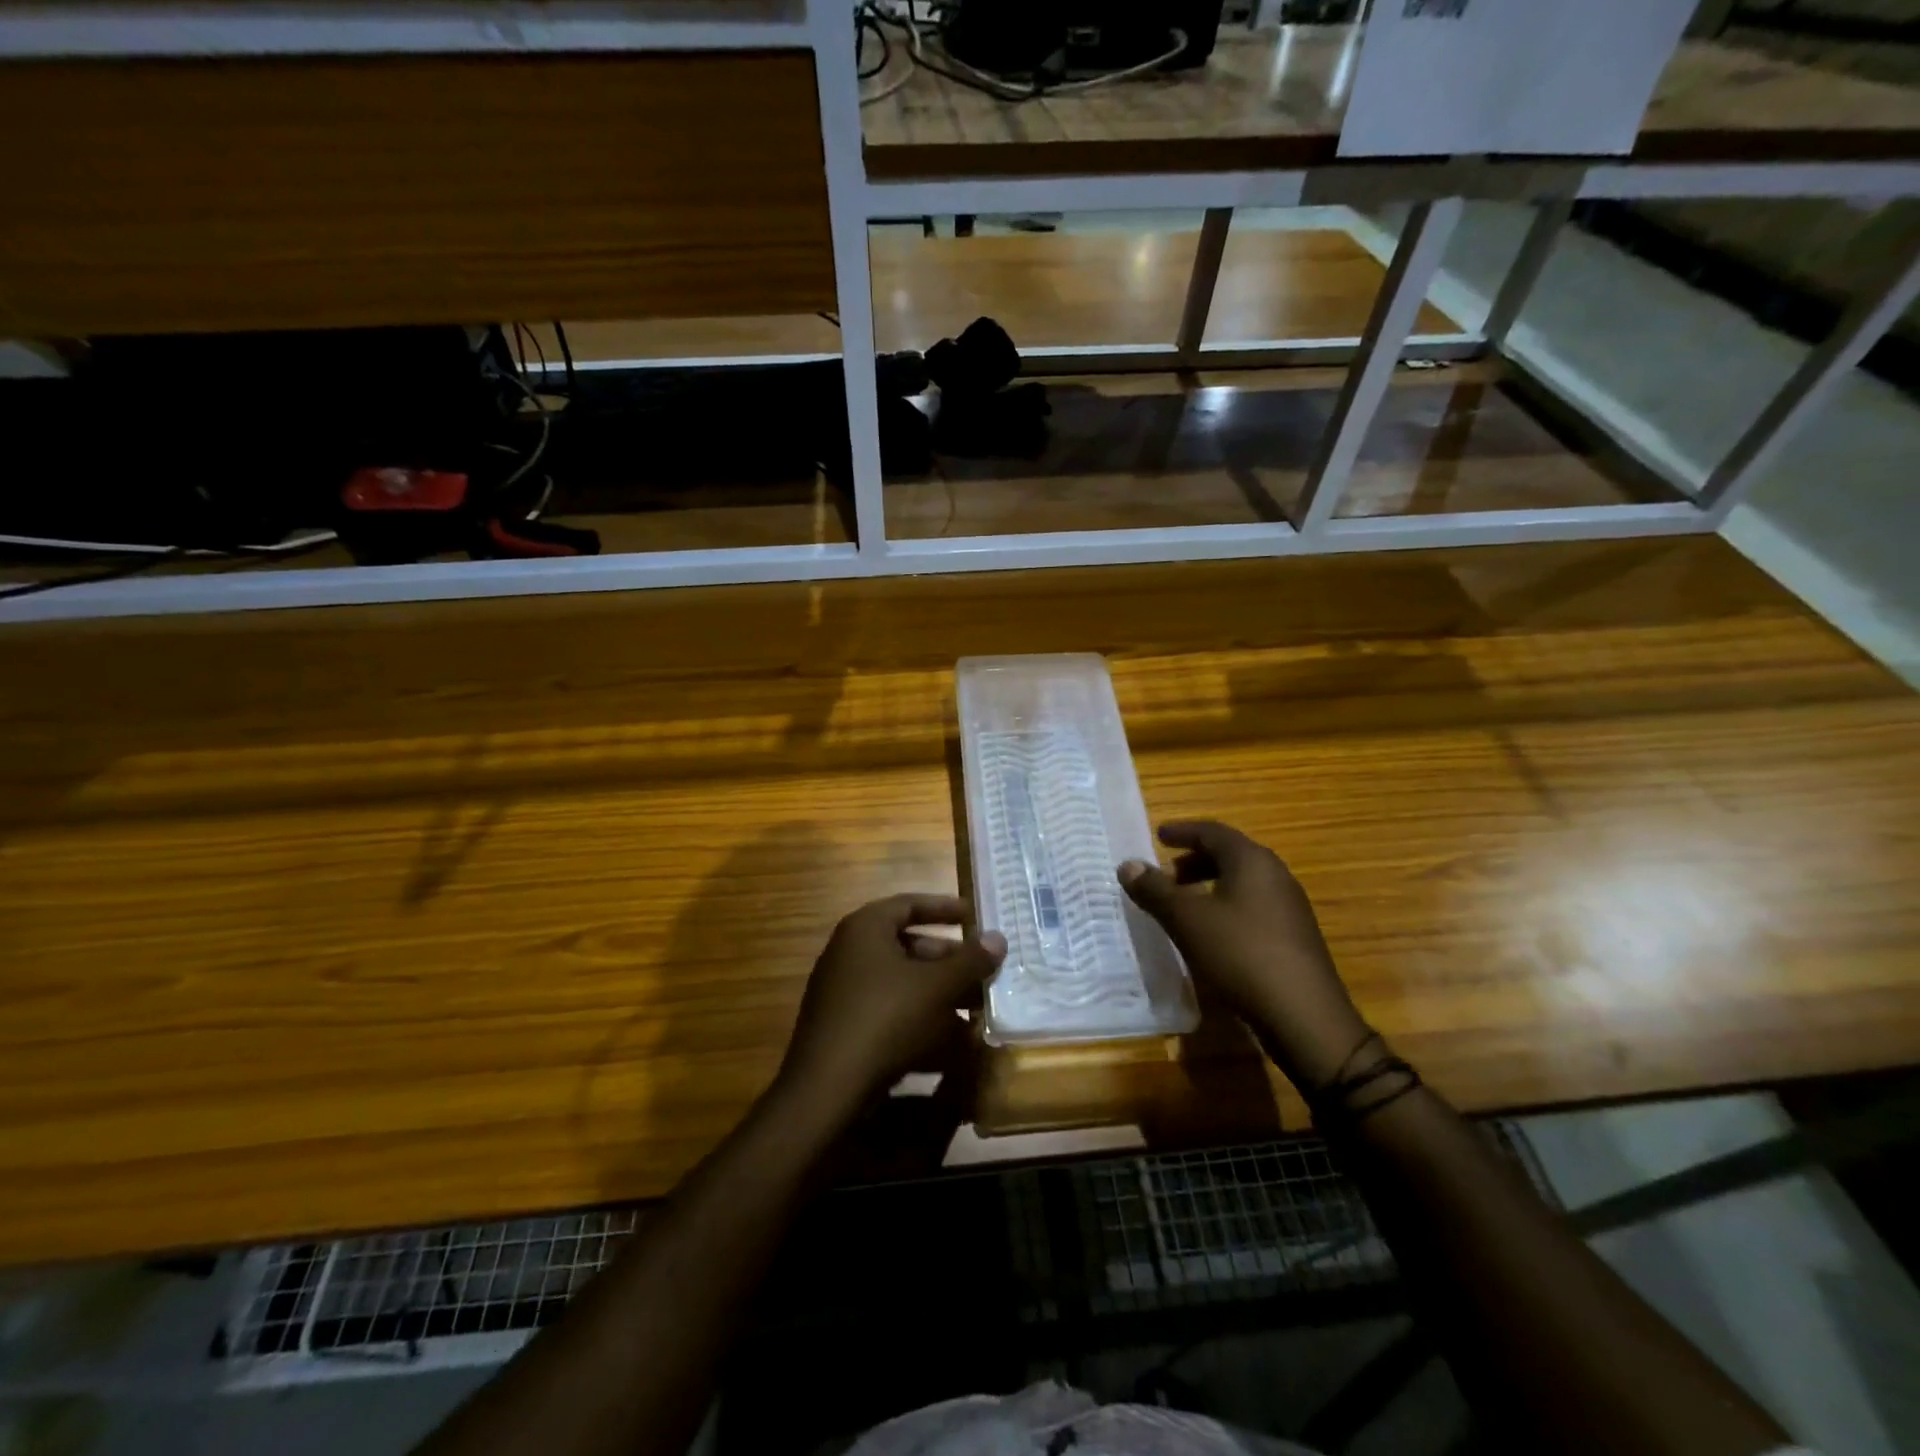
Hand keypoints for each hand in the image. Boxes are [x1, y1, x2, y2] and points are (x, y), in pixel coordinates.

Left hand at [776, 895, 1005, 1116]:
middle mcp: (849, 951)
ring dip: (939, 992)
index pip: (909, 904)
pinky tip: (950, 1040)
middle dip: (949, 960)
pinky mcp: (844, 1025)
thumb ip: (970, 961)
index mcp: (865, 928)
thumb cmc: (886, 1018)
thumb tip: (999, 938)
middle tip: (983, 971)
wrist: (827, 1088)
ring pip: (901, 981)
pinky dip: (919, 1016)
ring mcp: (843, 990)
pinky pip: (888, 1009)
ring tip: (976, 1007)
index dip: (945, 908)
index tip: (975, 916)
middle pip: (908, 945)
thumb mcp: (937, 987)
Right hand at [1119, 822, 1368, 1090]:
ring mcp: (1289, 906)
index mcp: (1252, 861)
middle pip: (1229, 855)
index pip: (1212, 832)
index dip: (1182, 832)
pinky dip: (1225, 907)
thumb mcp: (1187, 921)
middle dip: (1193, 861)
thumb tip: (1127, 865)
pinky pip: (1253, 906)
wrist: (1305, 1016)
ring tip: (1182, 906)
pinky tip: (1211, 934)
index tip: (1159, 835)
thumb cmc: (1240, 955)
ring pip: (1242, 882)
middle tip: (1165, 876)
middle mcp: (1275, 875)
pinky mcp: (1294, 936)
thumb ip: (1154, 890)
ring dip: (1209, 885)